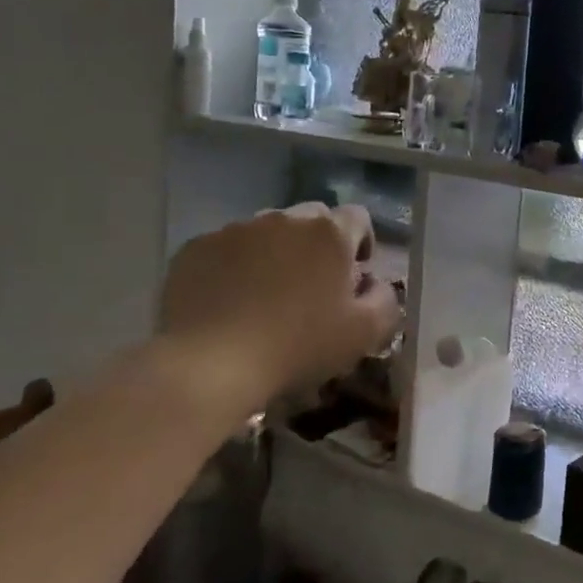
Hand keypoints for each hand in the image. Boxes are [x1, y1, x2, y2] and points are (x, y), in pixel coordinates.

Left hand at [158, 203, 401, 422]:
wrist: (208, 365)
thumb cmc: (296, 347)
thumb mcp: (364, 334)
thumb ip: (385, 300)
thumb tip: (375, 283)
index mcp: (329, 233)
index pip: (358, 218)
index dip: (361, 244)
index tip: (353, 278)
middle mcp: (284, 219)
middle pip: (312, 220)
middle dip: (318, 245)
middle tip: (311, 287)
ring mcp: (236, 229)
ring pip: (267, 231)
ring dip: (276, 253)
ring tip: (266, 295)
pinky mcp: (196, 247)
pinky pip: (227, 248)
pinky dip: (234, 266)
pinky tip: (229, 302)